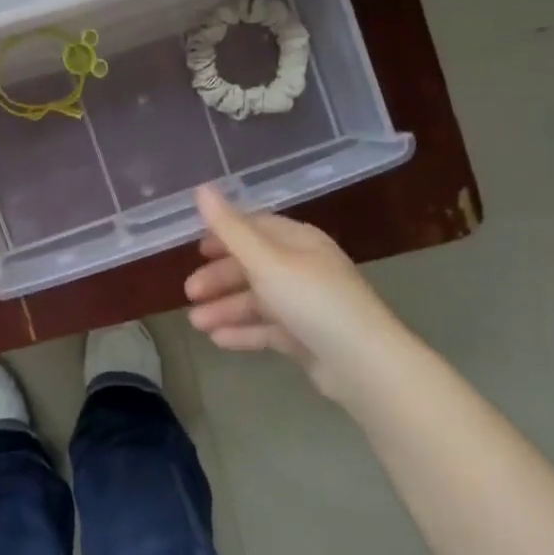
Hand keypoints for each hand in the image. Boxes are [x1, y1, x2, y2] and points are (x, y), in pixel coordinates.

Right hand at [184, 185, 411, 395]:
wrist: (364, 365)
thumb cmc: (312, 301)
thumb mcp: (266, 261)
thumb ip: (230, 229)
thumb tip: (201, 188)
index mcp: (299, 241)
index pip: (256, 228)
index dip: (224, 235)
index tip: (196, 250)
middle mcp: (304, 268)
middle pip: (253, 266)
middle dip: (219, 278)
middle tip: (189, 292)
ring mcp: (307, 305)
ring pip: (257, 300)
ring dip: (225, 308)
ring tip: (196, 324)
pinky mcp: (307, 338)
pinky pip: (268, 329)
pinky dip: (243, 331)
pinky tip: (217, 340)